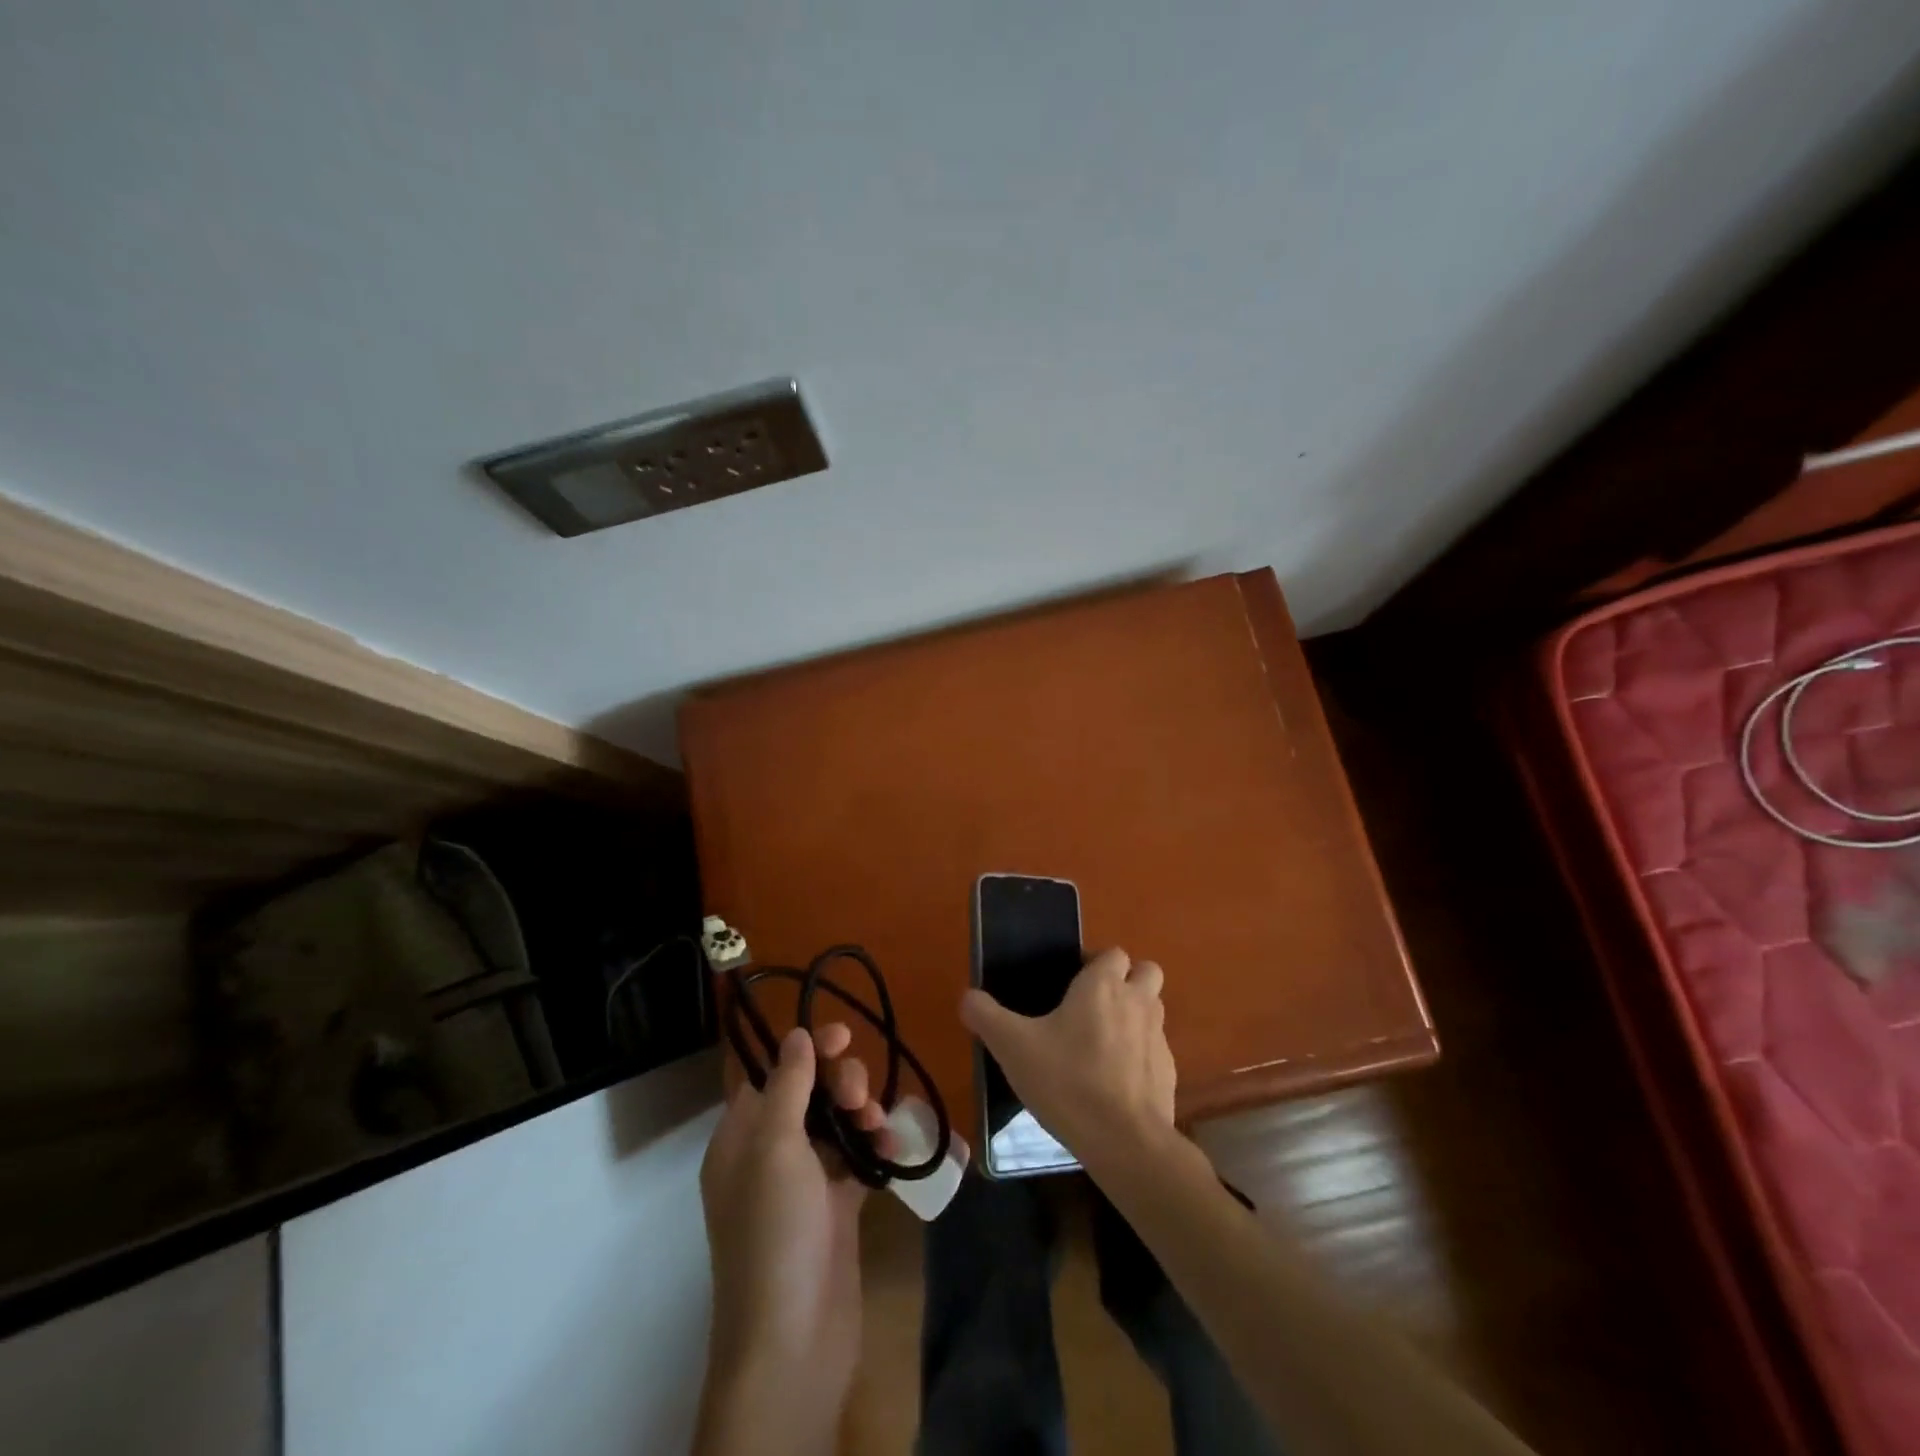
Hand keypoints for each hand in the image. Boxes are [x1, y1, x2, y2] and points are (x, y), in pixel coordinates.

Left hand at [695, 1023, 888, 1455]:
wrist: (795, 1343)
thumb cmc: (775, 1233)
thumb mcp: (774, 1148)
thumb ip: (788, 1085)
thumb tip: (796, 1034)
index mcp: (741, 1138)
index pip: (770, 1074)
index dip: (804, 1049)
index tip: (843, 1035)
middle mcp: (769, 1155)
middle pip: (809, 1094)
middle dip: (840, 1083)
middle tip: (859, 1096)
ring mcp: (804, 1183)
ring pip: (836, 1123)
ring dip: (862, 1112)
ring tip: (878, 1125)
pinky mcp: (836, 1207)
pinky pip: (857, 1157)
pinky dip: (874, 1145)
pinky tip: (891, 1147)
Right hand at [961, 946, 1177, 1174]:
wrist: (1125, 1142)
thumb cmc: (1068, 1081)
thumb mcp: (1013, 1047)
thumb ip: (986, 1017)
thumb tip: (968, 997)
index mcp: (1103, 986)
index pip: (1113, 953)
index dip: (1095, 963)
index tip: (1071, 984)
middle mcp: (1137, 1002)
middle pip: (1145, 972)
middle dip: (1127, 980)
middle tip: (1094, 1005)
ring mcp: (1158, 1038)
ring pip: (1153, 1009)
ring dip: (1135, 1015)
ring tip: (1102, 1042)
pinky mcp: (1169, 1073)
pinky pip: (1155, 1050)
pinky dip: (1140, 1056)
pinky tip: (1115, 1081)